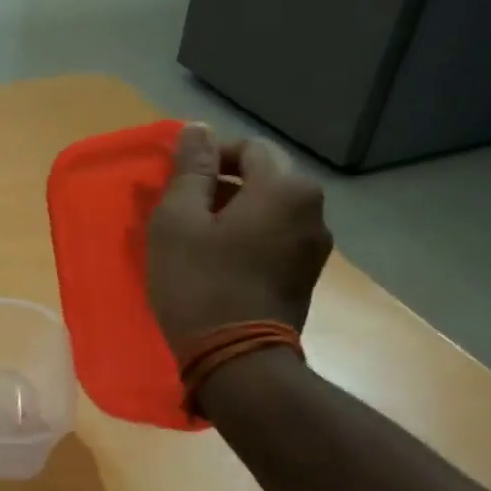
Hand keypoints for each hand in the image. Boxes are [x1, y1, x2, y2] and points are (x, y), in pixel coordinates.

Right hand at [146, 123, 331, 349]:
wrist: (237, 361)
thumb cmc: (200, 283)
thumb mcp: (178, 220)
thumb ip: (190, 169)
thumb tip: (198, 129)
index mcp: (285, 188)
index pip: (247, 148)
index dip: (208, 157)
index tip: (176, 182)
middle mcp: (313, 210)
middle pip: (262, 178)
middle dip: (221, 186)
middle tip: (180, 210)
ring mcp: (314, 247)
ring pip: (268, 211)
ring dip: (233, 214)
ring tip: (195, 238)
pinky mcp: (305, 276)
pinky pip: (274, 239)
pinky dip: (247, 239)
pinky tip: (217, 262)